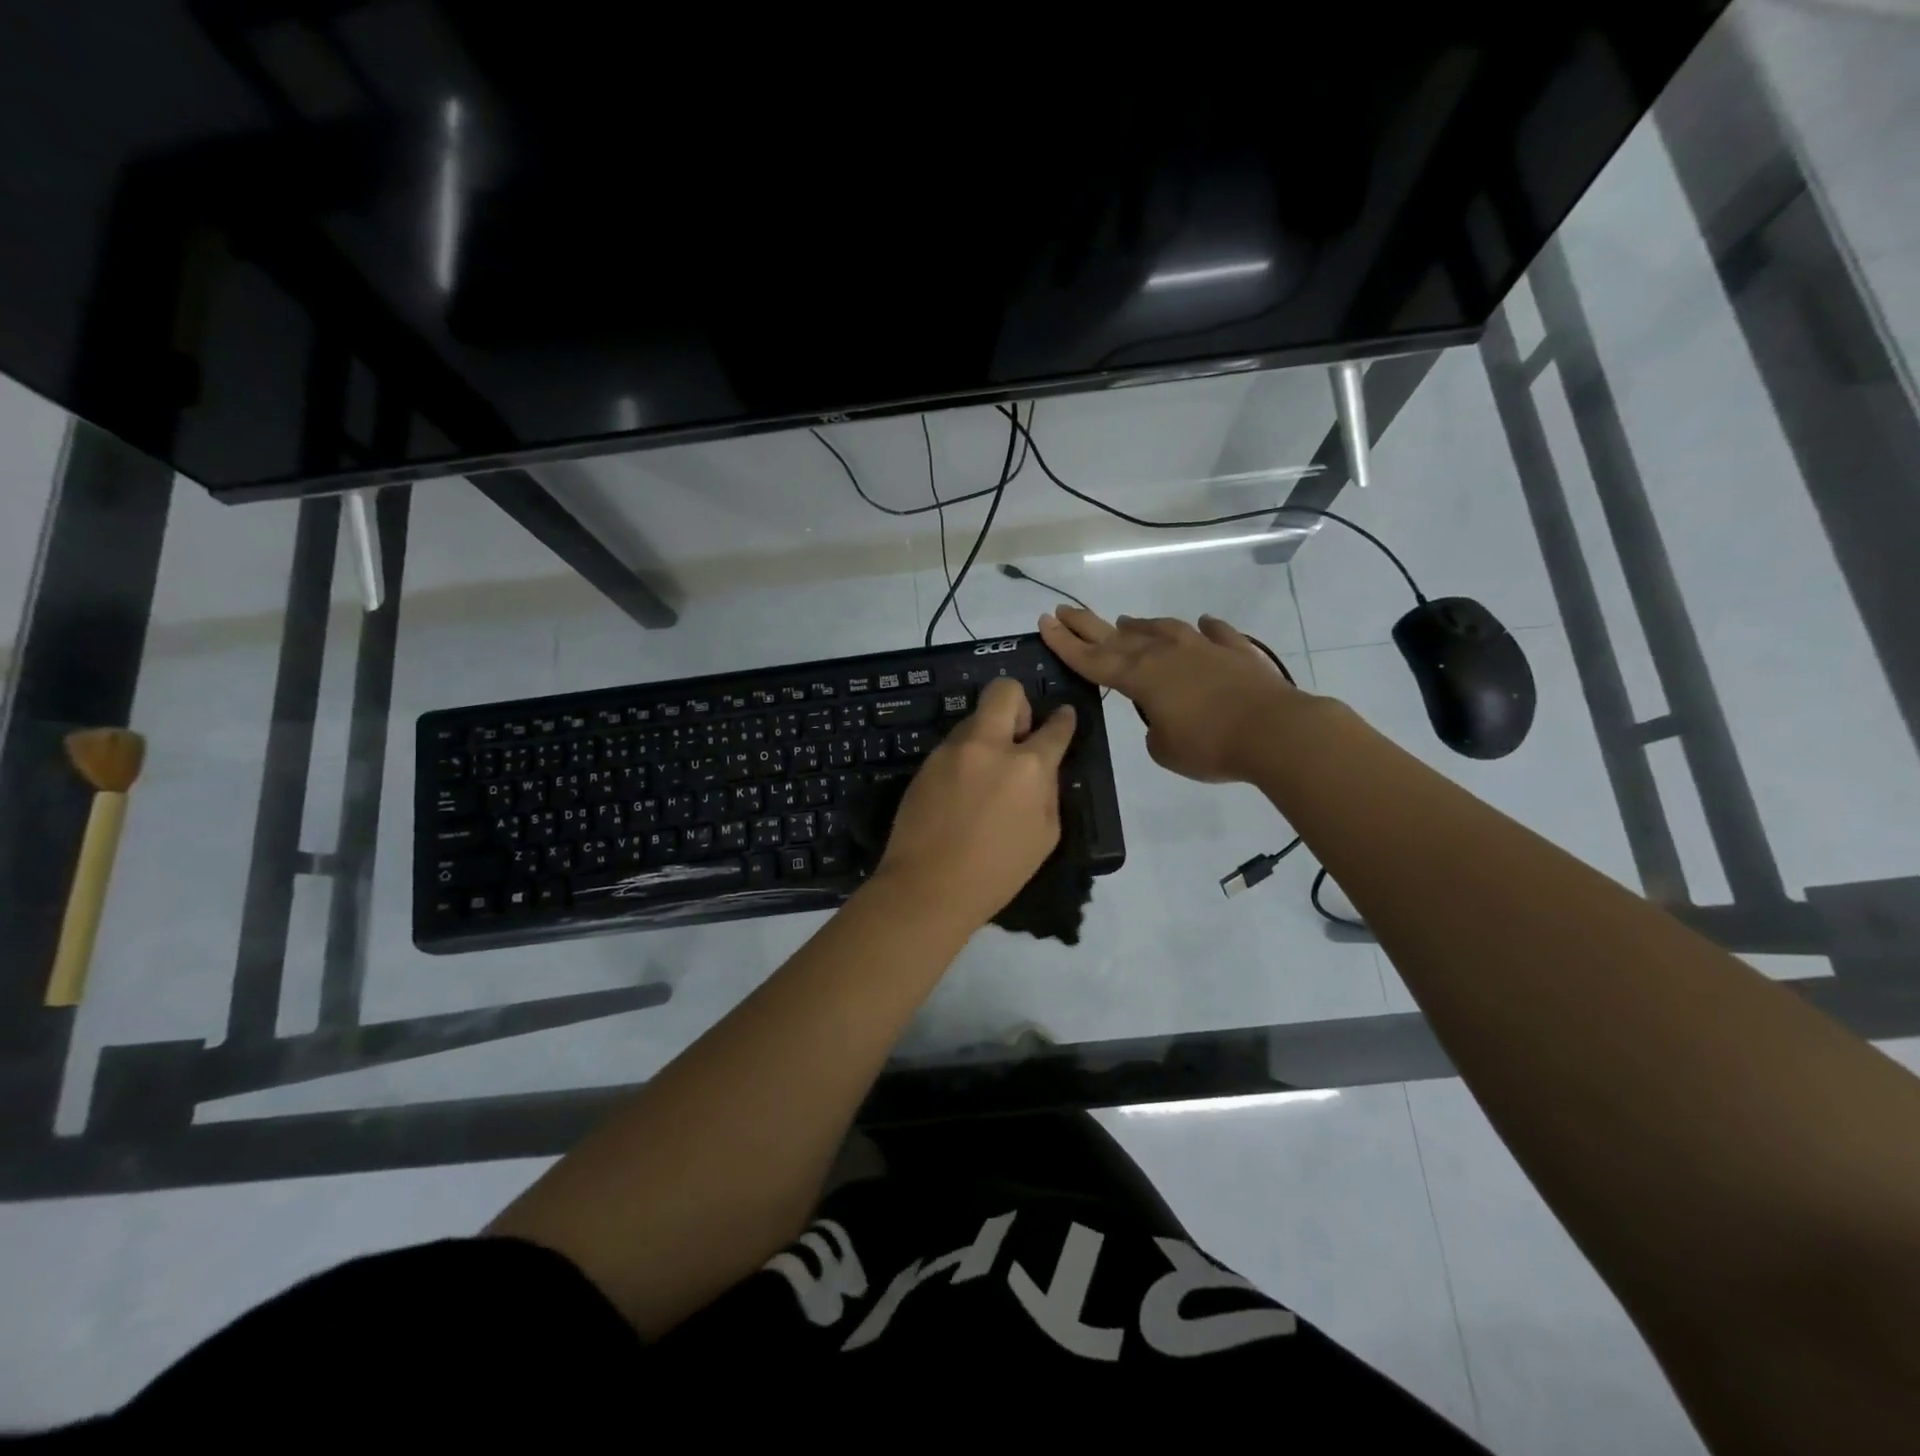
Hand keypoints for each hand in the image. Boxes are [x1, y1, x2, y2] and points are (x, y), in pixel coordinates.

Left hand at [871, 678, 1076, 932]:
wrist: (928, 887)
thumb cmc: (997, 872)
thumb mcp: (1045, 836)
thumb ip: (1048, 791)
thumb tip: (1042, 769)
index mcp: (1028, 766)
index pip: (1055, 727)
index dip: (1063, 720)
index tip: (1063, 718)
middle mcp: (989, 746)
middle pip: (1005, 691)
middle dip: (1018, 704)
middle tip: (1018, 735)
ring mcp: (952, 751)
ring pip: (974, 718)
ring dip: (987, 735)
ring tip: (985, 775)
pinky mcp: (925, 762)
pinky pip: (953, 746)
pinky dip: (964, 757)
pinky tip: (961, 791)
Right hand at [1039, 605, 1300, 782]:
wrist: (1275, 731)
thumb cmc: (1210, 745)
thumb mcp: (1165, 750)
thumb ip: (1155, 730)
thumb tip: (1164, 716)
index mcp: (1140, 677)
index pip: (1092, 659)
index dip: (1065, 643)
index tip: (1044, 622)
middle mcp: (1165, 654)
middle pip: (1117, 636)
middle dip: (1087, 625)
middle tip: (1064, 611)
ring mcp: (1202, 648)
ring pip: (1162, 629)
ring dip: (1141, 626)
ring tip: (1126, 622)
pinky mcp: (1236, 651)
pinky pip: (1215, 634)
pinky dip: (1206, 629)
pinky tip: (1203, 624)